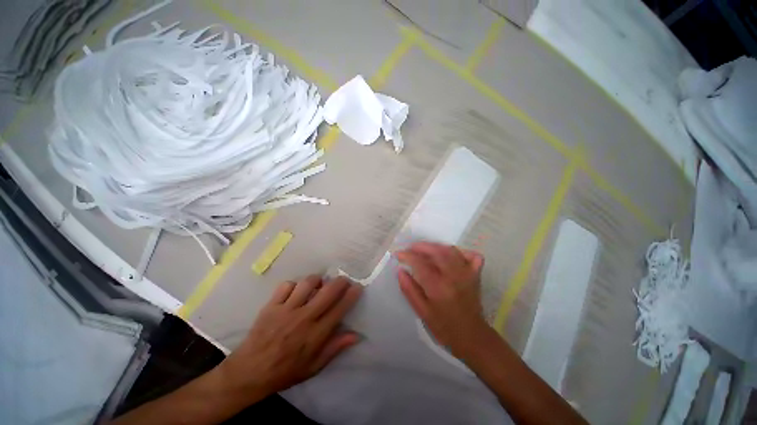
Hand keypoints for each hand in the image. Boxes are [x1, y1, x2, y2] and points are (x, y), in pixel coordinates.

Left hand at [219, 275, 362, 400]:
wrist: (248, 373)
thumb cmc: (285, 371)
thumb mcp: (314, 367)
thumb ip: (335, 348)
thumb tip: (356, 335)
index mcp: (315, 334)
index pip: (339, 309)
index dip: (351, 295)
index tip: (358, 287)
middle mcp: (304, 318)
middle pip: (327, 291)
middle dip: (340, 281)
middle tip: (343, 280)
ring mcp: (286, 310)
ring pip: (307, 283)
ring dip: (317, 280)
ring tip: (319, 284)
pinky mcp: (271, 306)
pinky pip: (286, 285)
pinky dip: (294, 285)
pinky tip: (295, 292)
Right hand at [396, 242, 487, 357]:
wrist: (472, 337)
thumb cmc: (444, 327)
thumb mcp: (422, 312)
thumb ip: (409, 290)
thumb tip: (400, 270)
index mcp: (438, 287)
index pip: (420, 263)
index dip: (407, 255)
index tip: (398, 254)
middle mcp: (454, 276)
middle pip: (436, 251)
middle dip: (421, 246)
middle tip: (410, 248)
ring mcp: (467, 274)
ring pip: (451, 250)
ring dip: (436, 246)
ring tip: (425, 250)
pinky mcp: (476, 275)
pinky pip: (472, 256)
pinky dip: (461, 251)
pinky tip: (451, 255)